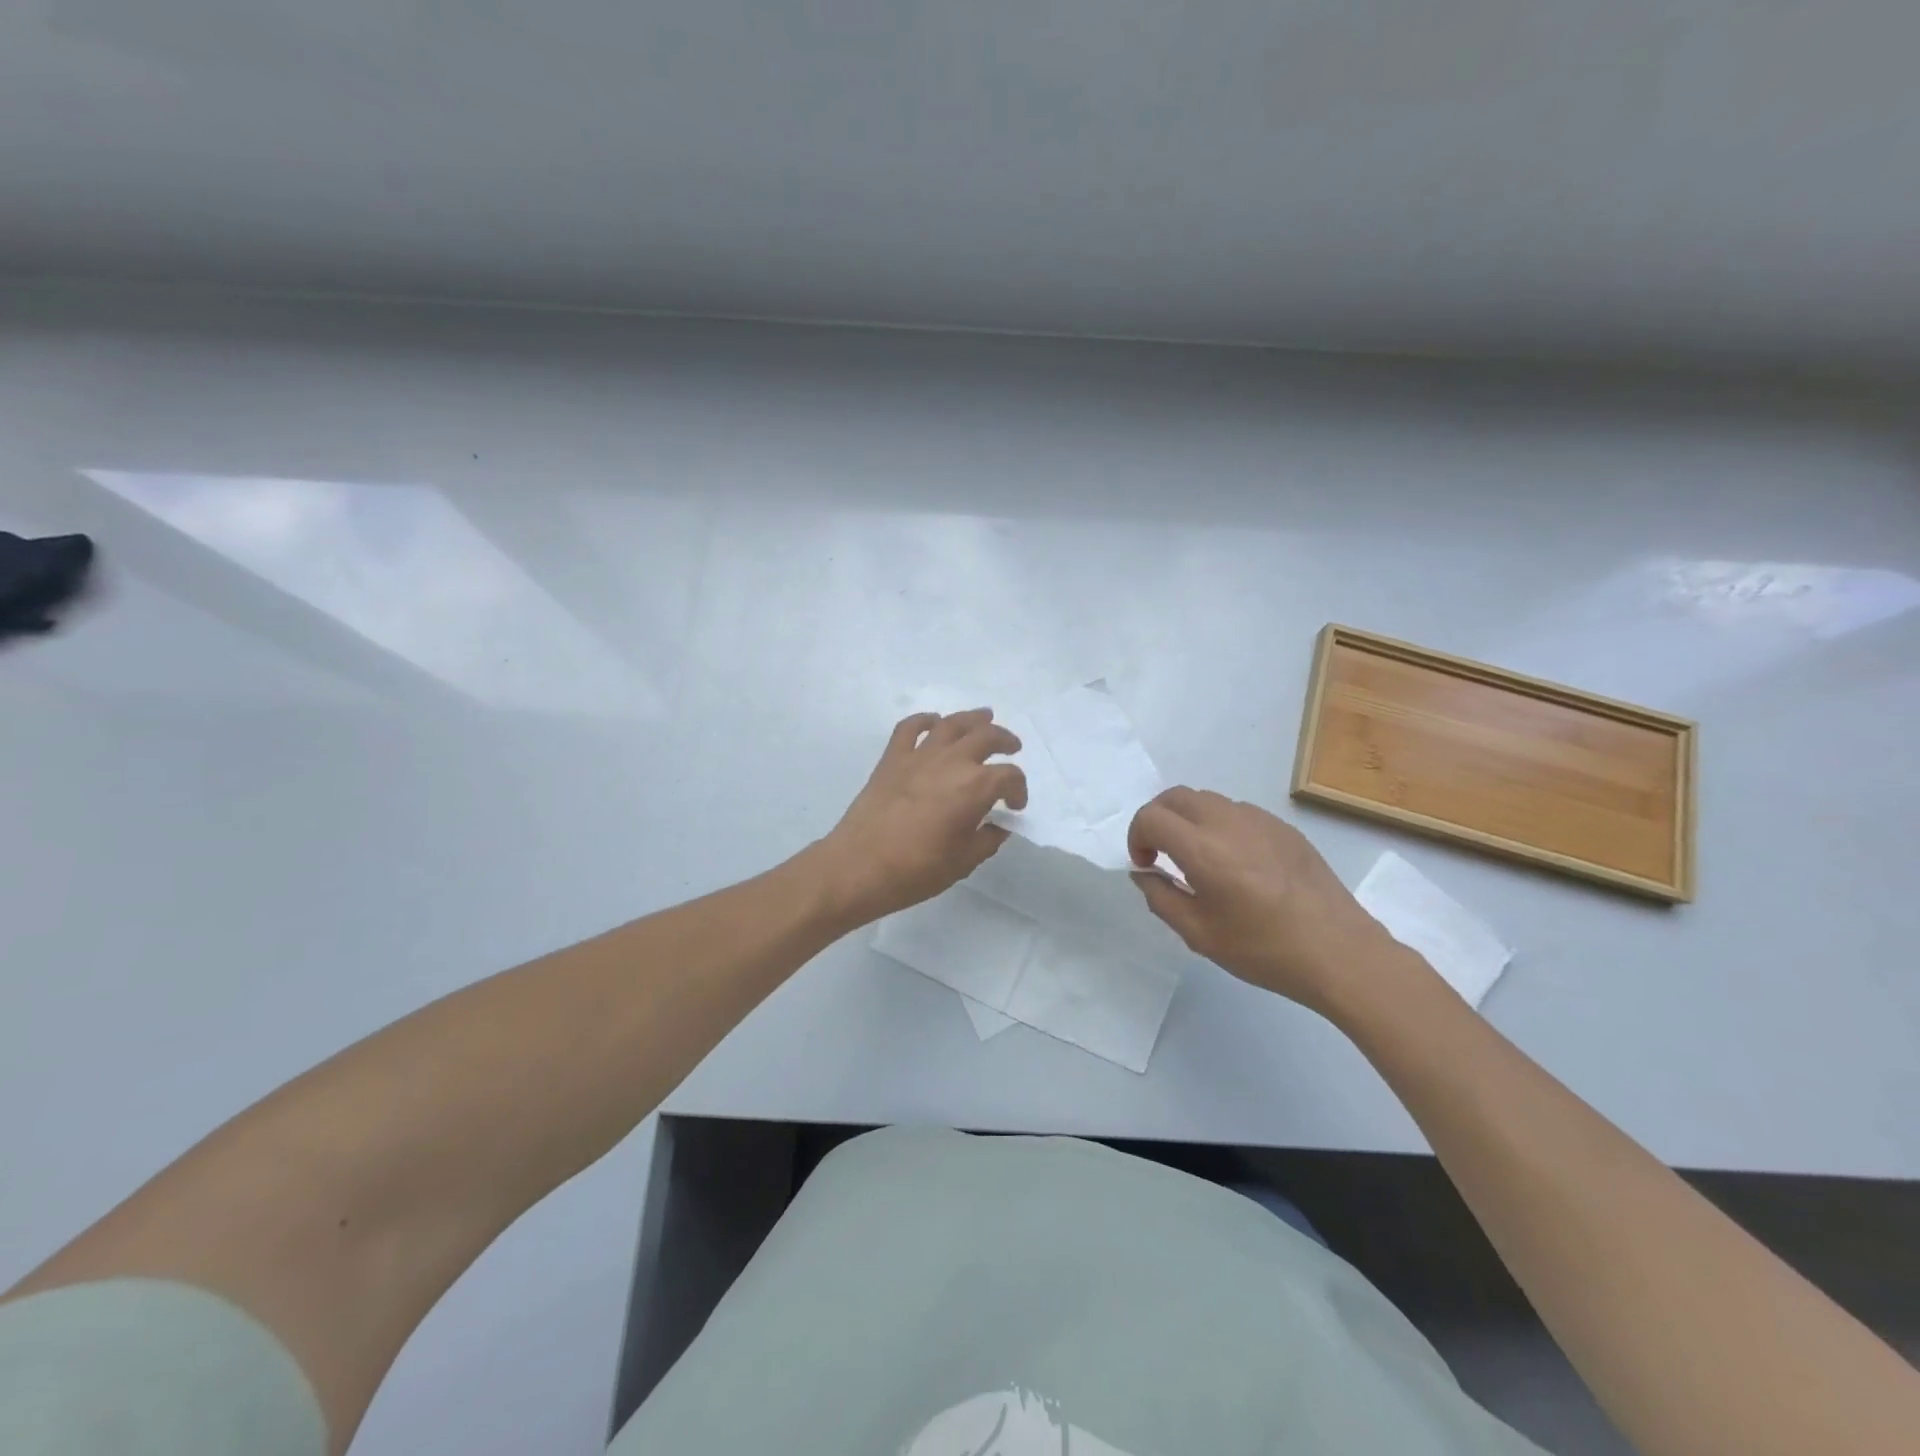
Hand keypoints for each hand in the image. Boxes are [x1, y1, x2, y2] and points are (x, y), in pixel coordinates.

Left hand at [813, 709, 1028, 924]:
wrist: (859, 866)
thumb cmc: (917, 870)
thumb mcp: (963, 862)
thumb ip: (987, 840)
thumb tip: (998, 826)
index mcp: (975, 787)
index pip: (1009, 776)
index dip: (1019, 789)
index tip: (1015, 807)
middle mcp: (951, 762)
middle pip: (986, 737)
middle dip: (1004, 740)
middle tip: (1012, 746)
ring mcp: (919, 755)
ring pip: (952, 724)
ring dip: (973, 718)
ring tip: (984, 718)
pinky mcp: (892, 758)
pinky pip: (910, 727)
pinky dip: (925, 720)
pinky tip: (934, 723)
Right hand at [1127, 788, 1404, 1011]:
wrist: (1340, 952)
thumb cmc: (1264, 949)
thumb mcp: (1199, 935)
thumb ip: (1160, 898)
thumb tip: (1144, 873)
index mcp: (1204, 850)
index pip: (1151, 817)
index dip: (1136, 837)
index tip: (1146, 865)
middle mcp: (1229, 822)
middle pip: (1175, 796)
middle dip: (1157, 819)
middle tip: (1161, 853)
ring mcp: (1260, 820)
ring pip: (1207, 799)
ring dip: (1189, 820)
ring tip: (1198, 858)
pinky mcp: (1284, 827)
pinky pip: (1238, 812)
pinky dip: (1220, 825)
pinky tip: (1235, 862)